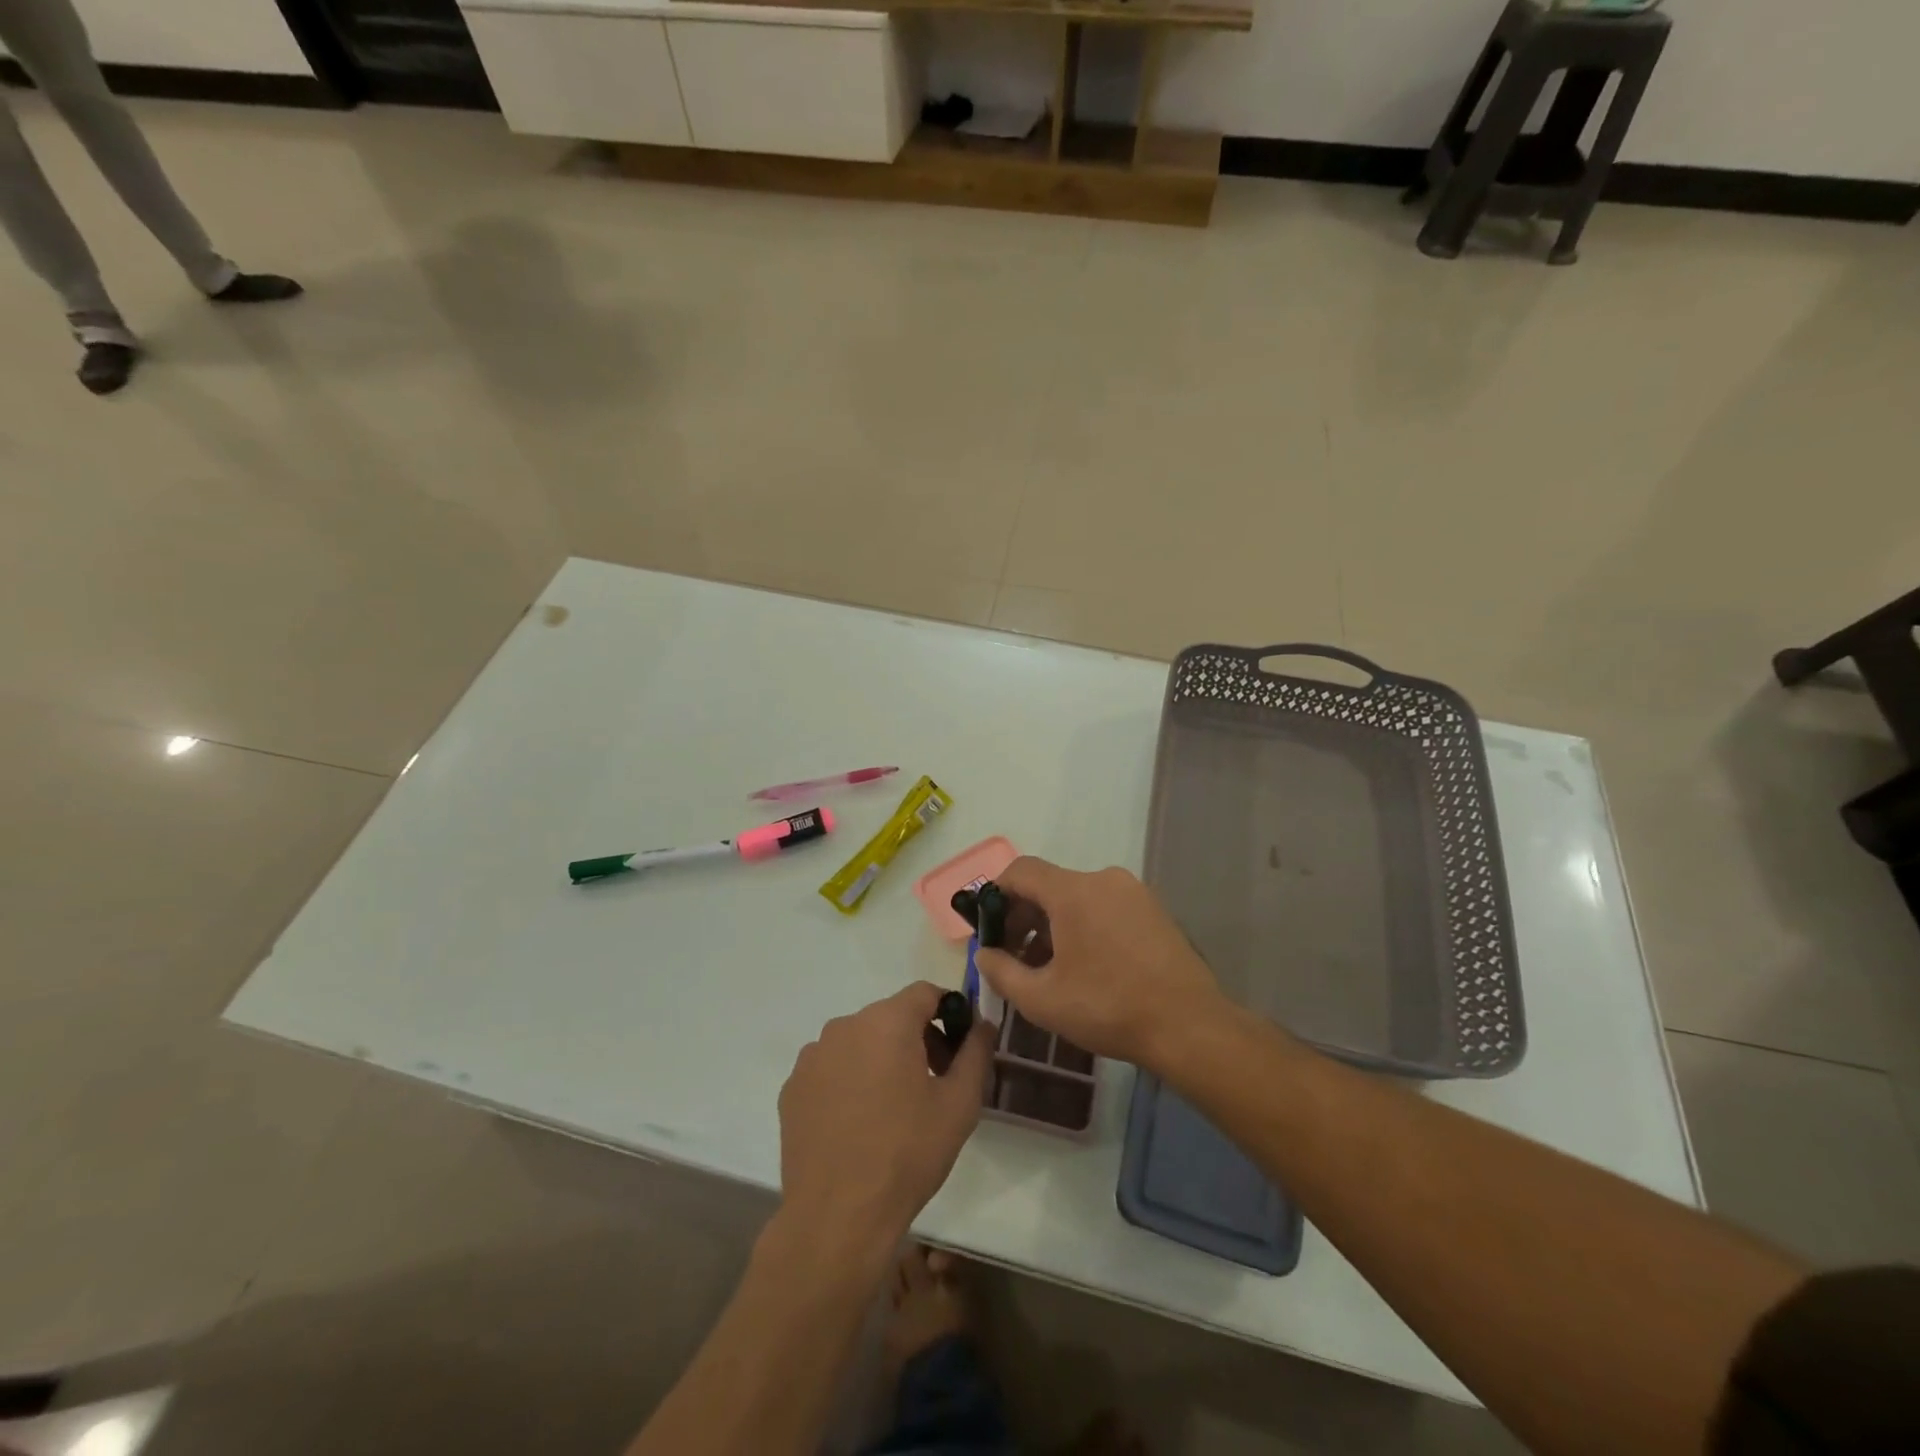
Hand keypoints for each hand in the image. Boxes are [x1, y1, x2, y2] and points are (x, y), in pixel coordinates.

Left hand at [777, 982, 992, 1252]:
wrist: (838, 1217)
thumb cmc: (907, 1154)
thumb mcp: (959, 1104)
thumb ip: (975, 1052)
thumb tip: (981, 1024)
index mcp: (887, 1021)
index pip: (925, 993)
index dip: (948, 1012)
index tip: (959, 1046)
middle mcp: (845, 1025)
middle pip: (891, 1016)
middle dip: (917, 1038)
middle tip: (934, 1082)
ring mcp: (813, 1056)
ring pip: (859, 1041)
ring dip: (881, 1059)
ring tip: (894, 1108)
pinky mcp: (792, 1087)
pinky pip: (831, 1068)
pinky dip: (849, 1080)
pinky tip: (858, 1123)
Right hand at [972, 858, 1224, 1067]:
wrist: (1189, 1026)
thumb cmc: (1108, 1008)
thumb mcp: (1042, 999)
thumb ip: (1001, 972)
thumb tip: (983, 954)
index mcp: (1072, 891)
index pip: (1021, 871)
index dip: (996, 894)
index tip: (988, 927)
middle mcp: (1103, 879)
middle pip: (1050, 885)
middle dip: (1024, 916)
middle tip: (1014, 956)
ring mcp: (1133, 893)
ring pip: (1078, 897)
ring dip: (1054, 925)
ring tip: (1048, 968)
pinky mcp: (1154, 910)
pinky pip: (1105, 907)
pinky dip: (1085, 926)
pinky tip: (1086, 966)